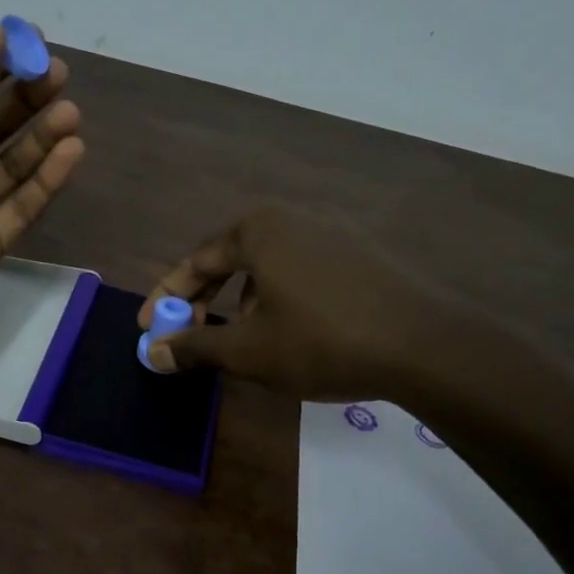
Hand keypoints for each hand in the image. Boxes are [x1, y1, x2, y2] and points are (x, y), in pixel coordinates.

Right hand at [138, 205, 489, 402]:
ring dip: (241, 303)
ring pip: (266, 268)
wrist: (425, 346)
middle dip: (203, 300)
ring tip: (240, 340)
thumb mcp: (248, 350)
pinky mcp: (359, 256)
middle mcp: (292, 220)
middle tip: (188, 333)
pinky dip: (277, 300)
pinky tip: (289, 333)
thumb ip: (195, 347)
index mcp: (257, 231)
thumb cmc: (321, 341)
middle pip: (230, 260)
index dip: (167, 297)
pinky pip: (299, 273)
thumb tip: (153, 353)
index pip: (195, 261)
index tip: (148, 328)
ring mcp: (331, 234)